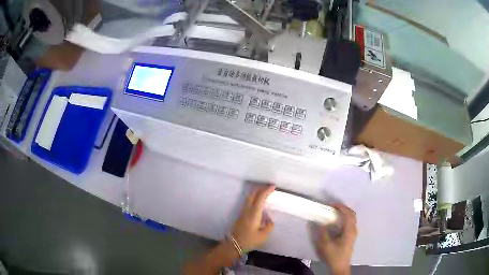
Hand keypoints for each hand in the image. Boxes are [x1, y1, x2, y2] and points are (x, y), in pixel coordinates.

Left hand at [230, 185, 275, 250]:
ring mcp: (242, 212)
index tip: (273, 186)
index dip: (266, 190)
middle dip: (260, 188)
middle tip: (269, 186)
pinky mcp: (241, 215)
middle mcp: (247, 210)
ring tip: (264, 192)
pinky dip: (254, 198)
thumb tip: (270, 219)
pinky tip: (258, 202)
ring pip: (249, 197)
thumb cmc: (249, 240)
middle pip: (252, 194)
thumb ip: (269, 226)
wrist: (234, 244)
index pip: (260, 198)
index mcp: (254, 214)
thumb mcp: (263, 236)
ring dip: (256, 192)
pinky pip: (248, 202)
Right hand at [316, 204, 356, 274]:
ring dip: (345, 213)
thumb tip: (320, 222)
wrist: (340, 267)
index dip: (342, 207)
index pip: (348, 214)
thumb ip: (323, 232)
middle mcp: (353, 230)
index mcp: (349, 231)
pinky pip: (350, 223)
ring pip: (352, 219)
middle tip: (334, 207)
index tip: (333, 204)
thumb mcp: (326, 245)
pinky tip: (337, 222)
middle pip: (352, 215)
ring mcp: (353, 234)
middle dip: (344, 209)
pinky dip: (345, 219)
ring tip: (335, 213)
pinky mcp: (351, 237)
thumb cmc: (334, 256)